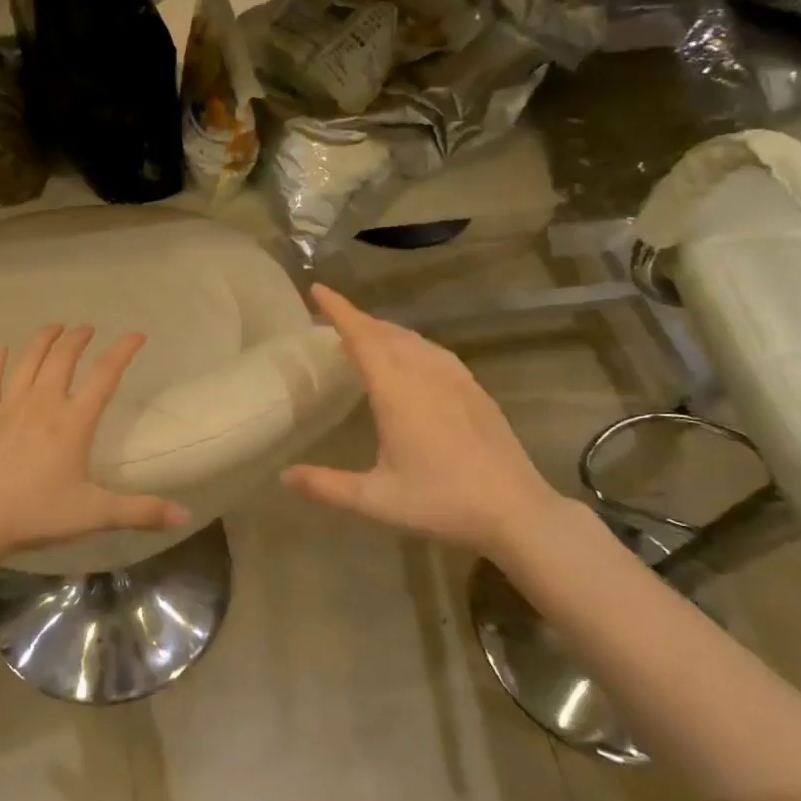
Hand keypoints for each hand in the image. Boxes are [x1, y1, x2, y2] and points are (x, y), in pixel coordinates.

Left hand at [0, 323, 190, 567]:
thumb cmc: (36, 513)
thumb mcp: (94, 514)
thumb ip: (140, 511)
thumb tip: (185, 515)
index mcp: (74, 421)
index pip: (105, 376)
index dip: (123, 351)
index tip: (137, 334)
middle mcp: (43, 403)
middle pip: (63, 358)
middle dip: (78, 338)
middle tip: (87, 328)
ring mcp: (8, 406)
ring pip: (28, 361)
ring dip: (43, 339)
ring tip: (54, 326)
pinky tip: (1, 349)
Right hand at [282, 285, 569, 559]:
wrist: (517, 511)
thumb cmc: (442, 502)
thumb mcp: (376, 500)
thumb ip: (326, 486)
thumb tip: (283, 477)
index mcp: (397, 392)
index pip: (362, 337)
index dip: (339, 311)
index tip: (318, 289)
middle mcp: (426, 374)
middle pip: (386, 333)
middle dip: (357, 319)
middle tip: (332, 316)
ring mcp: (455, 379)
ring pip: (413, 339)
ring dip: (384, 330)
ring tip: (364, 334)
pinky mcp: (474, 390)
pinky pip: (434, 351)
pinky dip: (410, 344)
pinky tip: (411, 358)